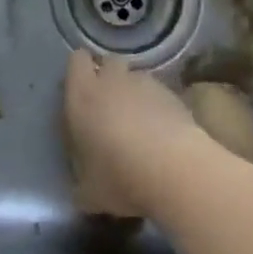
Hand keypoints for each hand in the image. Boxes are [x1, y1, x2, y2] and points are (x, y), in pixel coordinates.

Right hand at [62, 50, 198, 217]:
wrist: (175, 170)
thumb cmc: (120, 177)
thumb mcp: (88, 193)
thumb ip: (80, 183)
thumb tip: (80, 190)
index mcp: (82, 96)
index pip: (76, 60)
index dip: (79, 72)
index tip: (80, 92)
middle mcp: (112, 80)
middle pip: (108, 62)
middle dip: (108, 78)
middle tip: (108, 107)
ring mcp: (145, 83)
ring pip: (135, 77)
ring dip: (133, 92)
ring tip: (138, 123)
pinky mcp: (172, 93)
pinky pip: (158, 92)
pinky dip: (157, 105)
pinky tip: (161, 131)